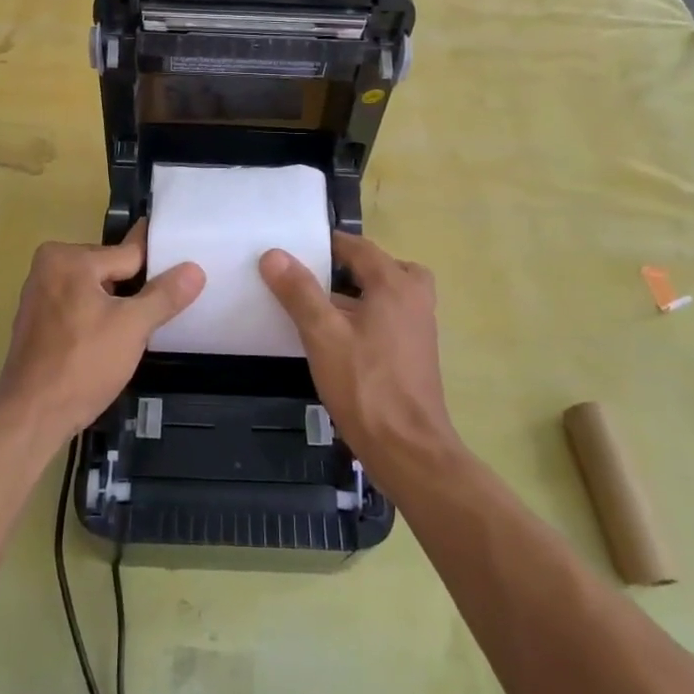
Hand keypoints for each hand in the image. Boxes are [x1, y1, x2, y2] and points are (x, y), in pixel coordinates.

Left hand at [0, 221, 204, 444]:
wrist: (31, 417)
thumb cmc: (83, 364)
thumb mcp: (133, 327)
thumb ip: (164, 295)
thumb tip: (194, 269)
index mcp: (68, 257)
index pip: (128, 255)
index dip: (158, 268)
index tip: (184, 267)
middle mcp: (48, 266)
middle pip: (111, 270)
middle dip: (134, 292)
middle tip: (160, 314)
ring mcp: (39, 294)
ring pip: (95, 290)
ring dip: (116, 307)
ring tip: (139, 330)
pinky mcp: (37, 321)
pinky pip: (78, 307)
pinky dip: (96, 318)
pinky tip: (110, 341)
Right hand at [259, 232, 458, 480]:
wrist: (408, 450)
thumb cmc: (365, 385)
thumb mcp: (323, 334)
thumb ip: (299, 292)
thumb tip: (274, 254)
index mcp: (395, 285)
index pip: (360, 247)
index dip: (328, 244)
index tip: (298, 248)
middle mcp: (415, 299)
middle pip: (382, 267)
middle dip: (351, 267)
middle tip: (318, 276)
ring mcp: (419, 328)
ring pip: (388, 294)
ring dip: (359, 293)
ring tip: (322, 306)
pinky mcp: (416, 354)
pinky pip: (390, 318)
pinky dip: (368, 316)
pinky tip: (339, 339)